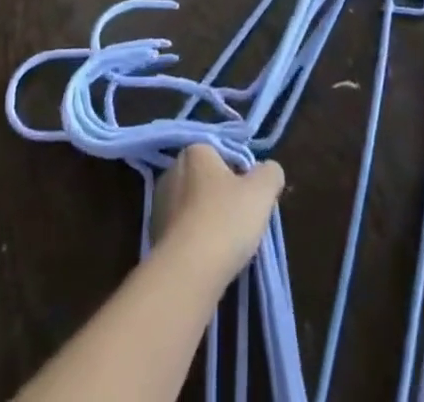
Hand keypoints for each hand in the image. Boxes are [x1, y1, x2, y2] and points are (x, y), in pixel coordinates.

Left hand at [152, 145, 283, 283]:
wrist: (187, 273)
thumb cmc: (226, 220)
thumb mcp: (262, 191)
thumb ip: (270, 173)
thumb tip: (269, 171)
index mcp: (195, 151)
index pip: (224, 155)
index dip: (242, 176)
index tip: (251, 199)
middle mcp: (172, 170)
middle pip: (208, 180)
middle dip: (223, 197)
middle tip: (242, 222)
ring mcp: (159, 204)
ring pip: (194, 208)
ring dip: (208, 221)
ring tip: (226, 246)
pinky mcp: (153, 236)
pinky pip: (182, 233)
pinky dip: (195, 242)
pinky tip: (208, 260)